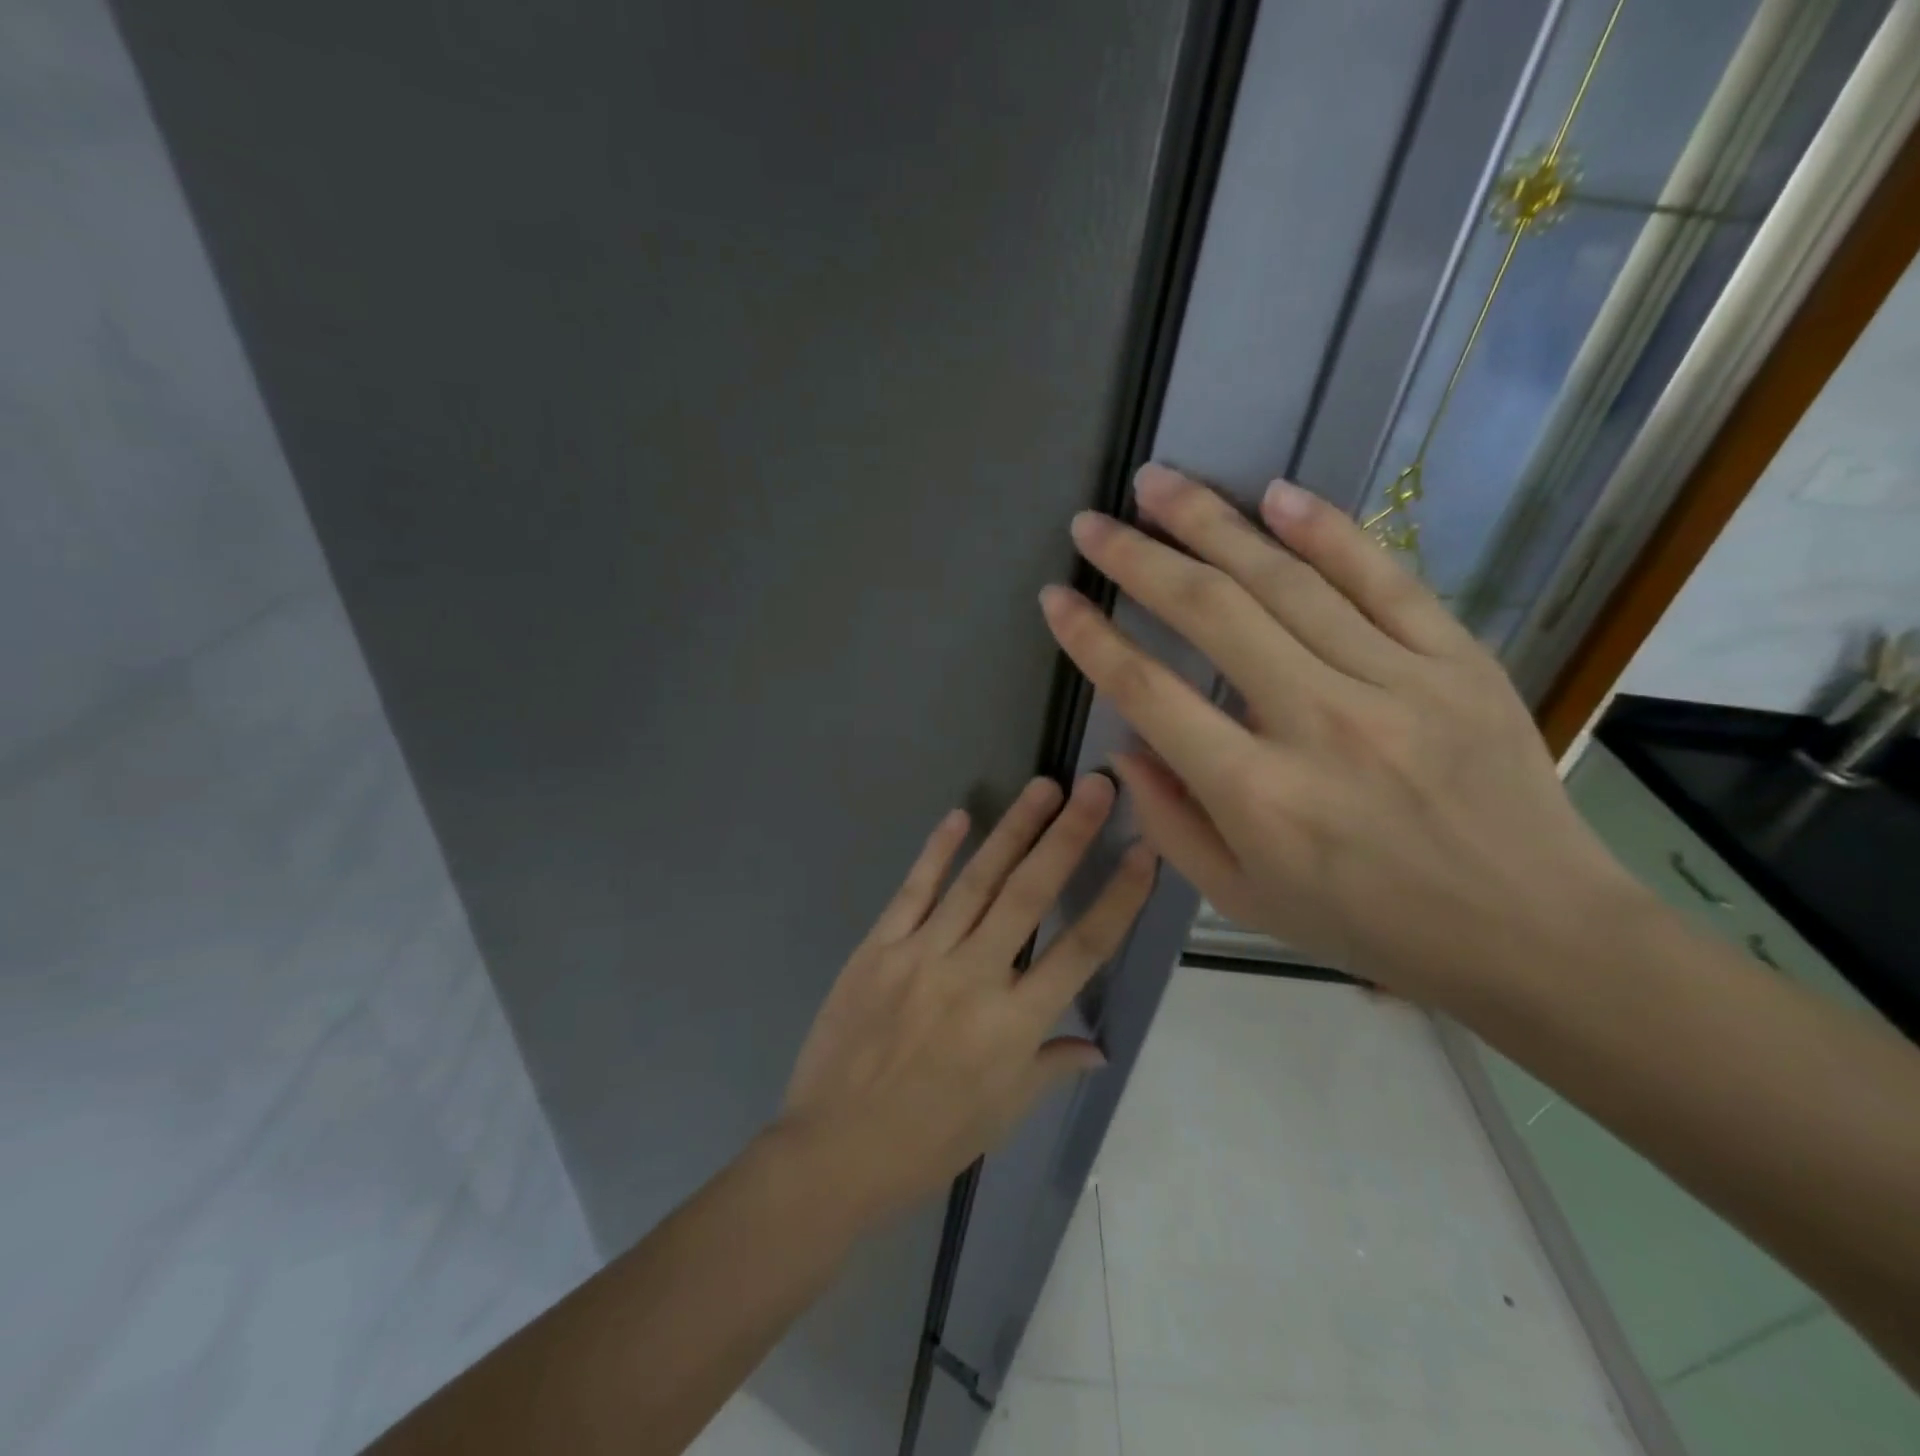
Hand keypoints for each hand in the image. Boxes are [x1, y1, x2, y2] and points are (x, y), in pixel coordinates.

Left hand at [779, 775, 1154, 1221]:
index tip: (1143, 852)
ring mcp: (921, 955)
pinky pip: (913, 890)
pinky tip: (959, 816)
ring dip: (1013, 829)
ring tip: (1044, 787)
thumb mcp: (1002, 1114)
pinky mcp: (878, 948)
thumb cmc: (928, 1142)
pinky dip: (937, 851)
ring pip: (976, 880)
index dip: (1117, 898)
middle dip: (1068, 836)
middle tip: (1095, 787)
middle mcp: (974, 977)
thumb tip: (1099, 1046)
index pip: (1081, 949)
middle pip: (1030, 895)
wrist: (833, 1151)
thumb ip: (1051, 1067)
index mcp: (1014, 1025)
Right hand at [1039, 464, 1635, 1005]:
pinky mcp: (1456, 659)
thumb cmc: (1367, 923)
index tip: (1056, 598)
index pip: (1149, 691)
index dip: (1091, 639)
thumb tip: (1123, 748)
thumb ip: (1169, 823)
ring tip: (1157, 483)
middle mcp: (1317, 723)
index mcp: (1256, 793)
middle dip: (1137, 558)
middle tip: (1093, 523)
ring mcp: (1394, 682)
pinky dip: (1325, 530)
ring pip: (1285, 580)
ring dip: (1210, 523)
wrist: (1528, 931)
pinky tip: (1274, 493)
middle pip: (1210, 613)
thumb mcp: (1243, 899)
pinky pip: (1382, 577)